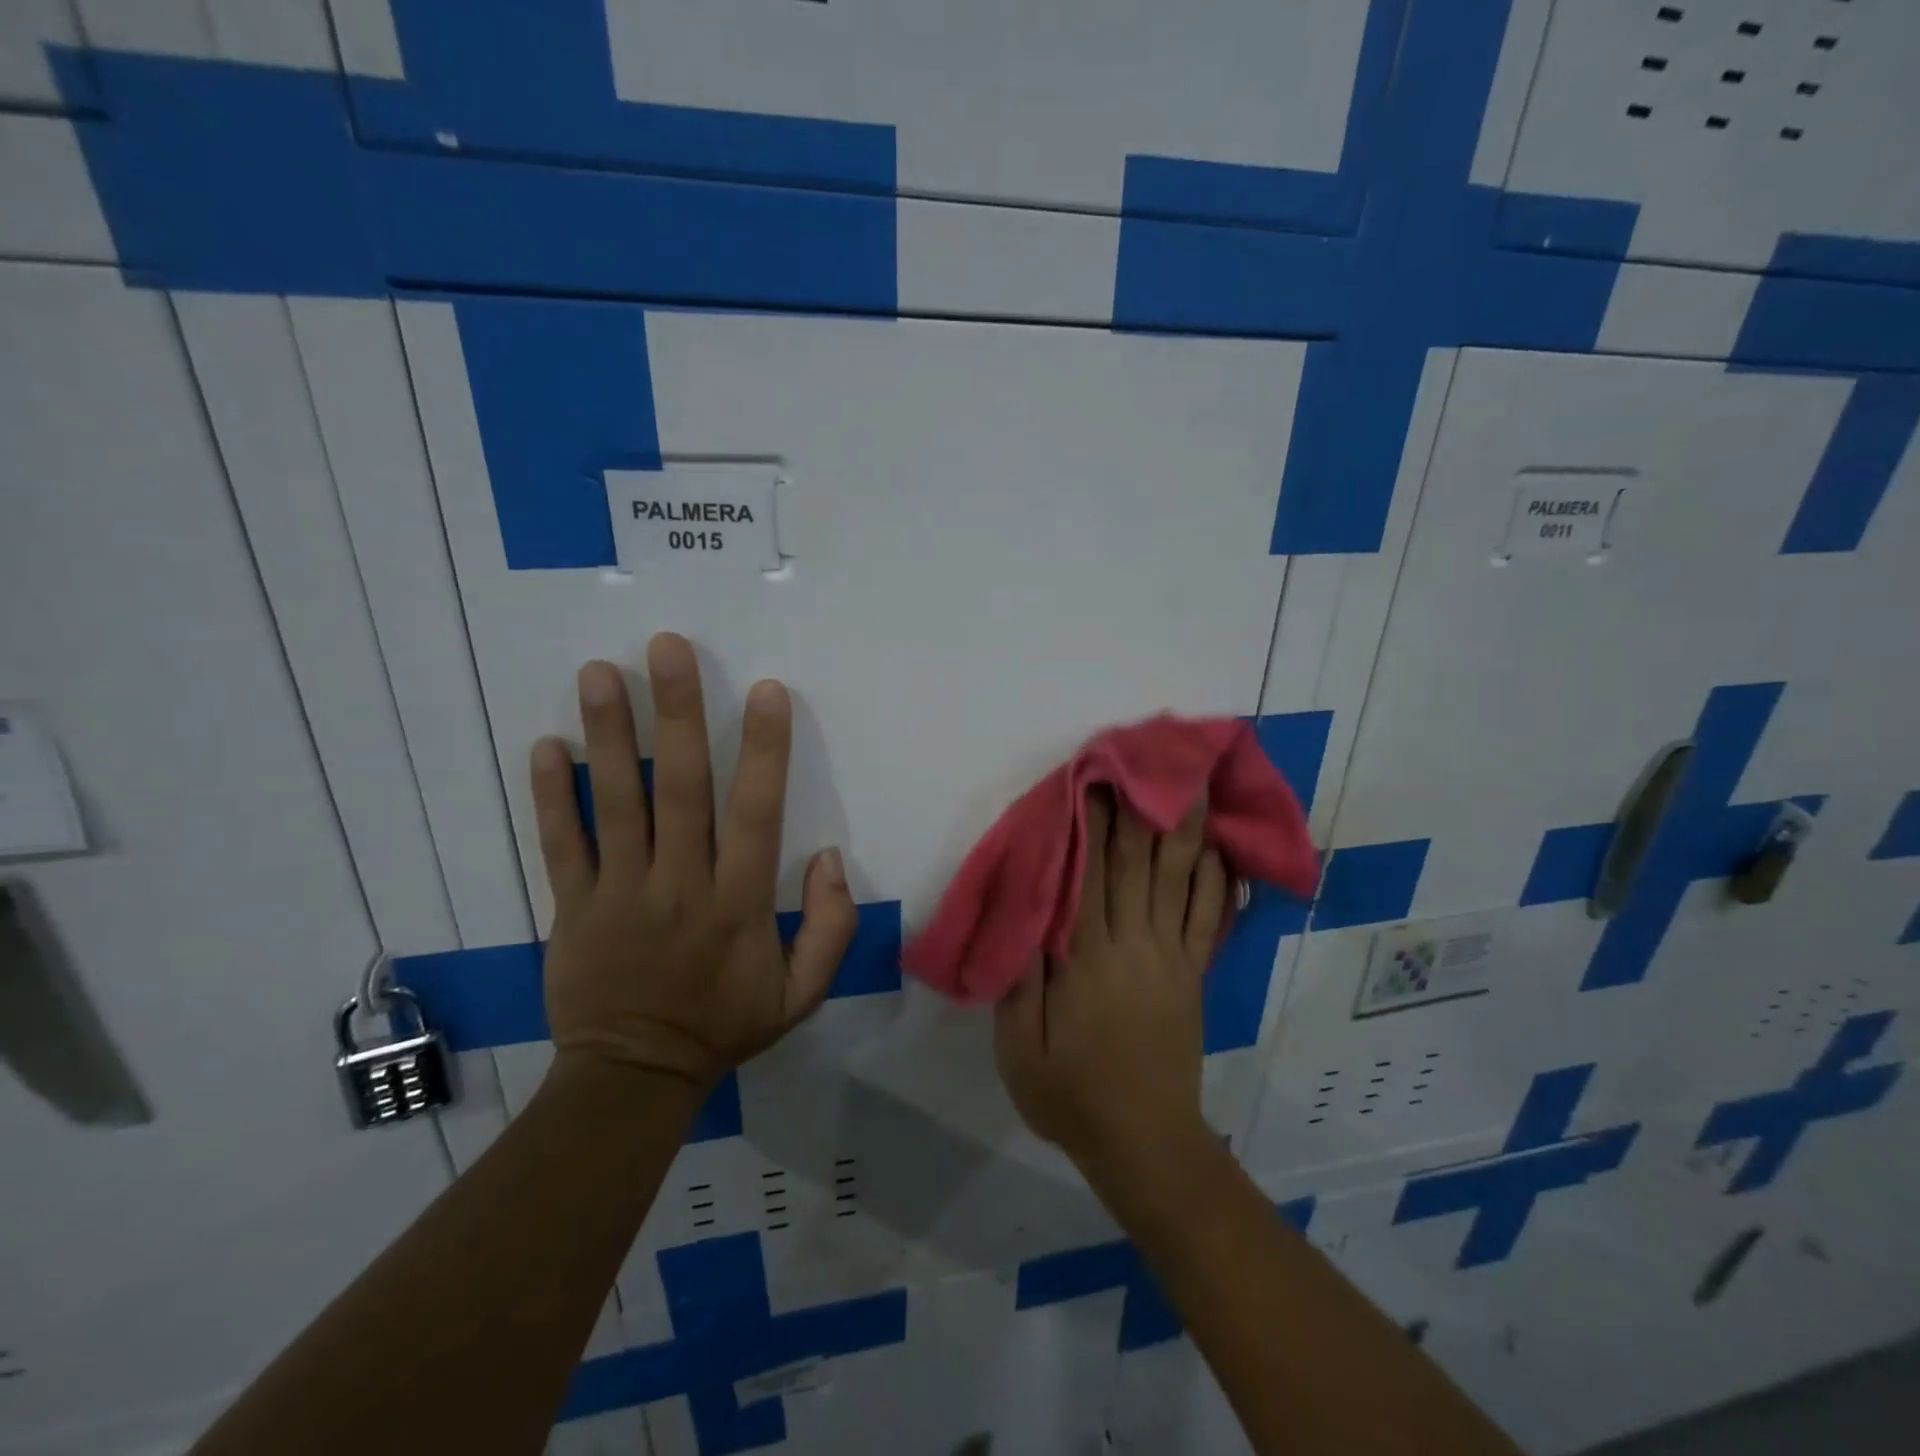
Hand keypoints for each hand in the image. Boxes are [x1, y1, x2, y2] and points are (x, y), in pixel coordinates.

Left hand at [530, 634, 857, 1092]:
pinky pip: (559, 844)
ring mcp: (619, 893)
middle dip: (676, 714)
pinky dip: (549, 795)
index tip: (766, 691)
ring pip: (614, 804)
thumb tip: (829, 855)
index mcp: (738, 904)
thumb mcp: (803, 994)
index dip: (762, 750)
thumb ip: (831, 926)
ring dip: (607, 735)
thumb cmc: (725, 1025)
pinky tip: (546, 744)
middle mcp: (679, 885)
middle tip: (668, 649)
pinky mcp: (572, 907)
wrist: (634, 1078)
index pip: (755, 813)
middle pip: (679, 790)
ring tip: (600, 673)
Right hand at [995, 791, 1229, 1176]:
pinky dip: (1217, 881)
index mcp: (1086, 960)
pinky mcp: (1193, 975)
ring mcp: (1171, 958)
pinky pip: (1210, 920)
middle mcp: (1133, 946)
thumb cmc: (1072, 1096)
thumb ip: (1020, 982)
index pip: (1089, 875)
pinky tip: (1219, 850)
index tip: (1098, 779)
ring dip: (1186, 830)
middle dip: (1143, 807)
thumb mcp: (1020, 1051)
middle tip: (1152, 759)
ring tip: (1196, 785)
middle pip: (1139, 865)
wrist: (1146, 1145)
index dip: (1094, 824)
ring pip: (1180, 882)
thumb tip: (1026, 917)